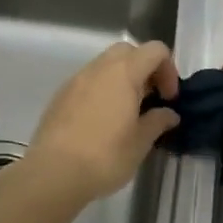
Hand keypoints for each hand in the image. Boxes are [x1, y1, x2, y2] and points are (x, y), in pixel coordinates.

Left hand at [22, 41, 179, 203]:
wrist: (53, 173)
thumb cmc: (105, 157)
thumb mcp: (140, 143)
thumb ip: (157, 121)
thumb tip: (169, 114)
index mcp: (124, 73)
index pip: (155, 50)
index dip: (168, 70)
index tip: (168, 98)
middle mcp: (99, 68)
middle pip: (128, 51)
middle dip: (145, 69)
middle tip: (150, 99)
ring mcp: (76, 79)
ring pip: (106, 64)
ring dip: (122, 79)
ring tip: (127, 112)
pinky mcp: (61, 95)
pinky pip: (88, 80)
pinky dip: (102, 89)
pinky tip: (102, 120)